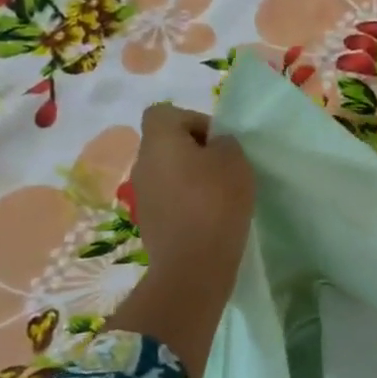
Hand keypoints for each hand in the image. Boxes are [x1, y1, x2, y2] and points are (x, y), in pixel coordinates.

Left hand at [106, 104, 253, 374]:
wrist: (193, 264)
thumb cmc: (216, 202)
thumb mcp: (235, 161)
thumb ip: (225, 143)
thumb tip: (214, 146)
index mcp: (159, 141)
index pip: (164, 113)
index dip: (192, 120)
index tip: (217, 142)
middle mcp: (142, 163)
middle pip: (166, 144)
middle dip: (195, 152)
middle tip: (224, 169)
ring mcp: (141, 195)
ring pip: (168, 173)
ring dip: (191, 179)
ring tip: (220, 196)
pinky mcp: (148, 222)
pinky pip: (169, 199)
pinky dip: (187, 202)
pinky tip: (210, 218)